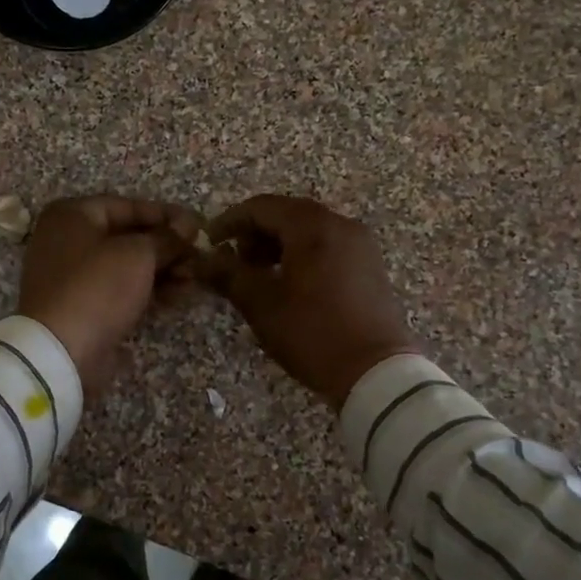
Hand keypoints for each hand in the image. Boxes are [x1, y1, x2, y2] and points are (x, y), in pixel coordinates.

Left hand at [18, 195, 202, 394]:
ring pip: (128, 265)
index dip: (165, 215)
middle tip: (200, 255)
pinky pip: (122, 289)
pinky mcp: (84, 306)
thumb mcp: (138, 254)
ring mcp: (74, 276)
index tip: (197, 225)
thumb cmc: (98, 287)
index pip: (127, 206)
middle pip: (128, 237)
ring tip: (196, 278)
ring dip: (164, 270)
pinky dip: (150, 290)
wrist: (61, 351)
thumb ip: (166, 238)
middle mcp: (68, 240)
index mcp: (72, 216)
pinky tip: (181, 295)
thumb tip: (188, 226)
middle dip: (167, 247)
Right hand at [197, 194, 419, 405]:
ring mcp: (360, 245)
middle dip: (255, 234)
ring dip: (278, 245)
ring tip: (258, 276)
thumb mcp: (262, 305)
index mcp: (313, 226)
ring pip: (309, 231)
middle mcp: (340, 224)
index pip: (261, 207)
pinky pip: (328, 247)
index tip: (209, 243)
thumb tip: (203, 260)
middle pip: (287, 214)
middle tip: (233, 262)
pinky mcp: (370, 266)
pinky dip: (302, 255)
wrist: (377, 372)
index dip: (230, 221)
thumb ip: (229, 275)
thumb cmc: (313, 333)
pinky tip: (289, 284)